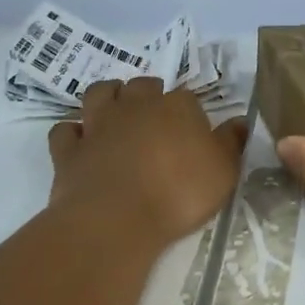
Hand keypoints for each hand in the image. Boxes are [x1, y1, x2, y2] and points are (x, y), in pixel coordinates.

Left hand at [48, 78, 248, 248]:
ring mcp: (98, 125)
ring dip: (107, 95)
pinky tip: (80, 140)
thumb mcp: (224, 171)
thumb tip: (240, 121)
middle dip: (148, 93)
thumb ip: (232, 142)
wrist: (116, 219)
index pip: (187, 97)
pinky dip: (72, 131)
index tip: (194, 130)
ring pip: (99, 93)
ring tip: (115, 107)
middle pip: (142, 86)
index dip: (190, 111)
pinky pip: (64, 130)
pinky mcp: (69, 150)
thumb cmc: (179, 193)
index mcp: (177, 107)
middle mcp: (136, 106)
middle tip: (155, 112)